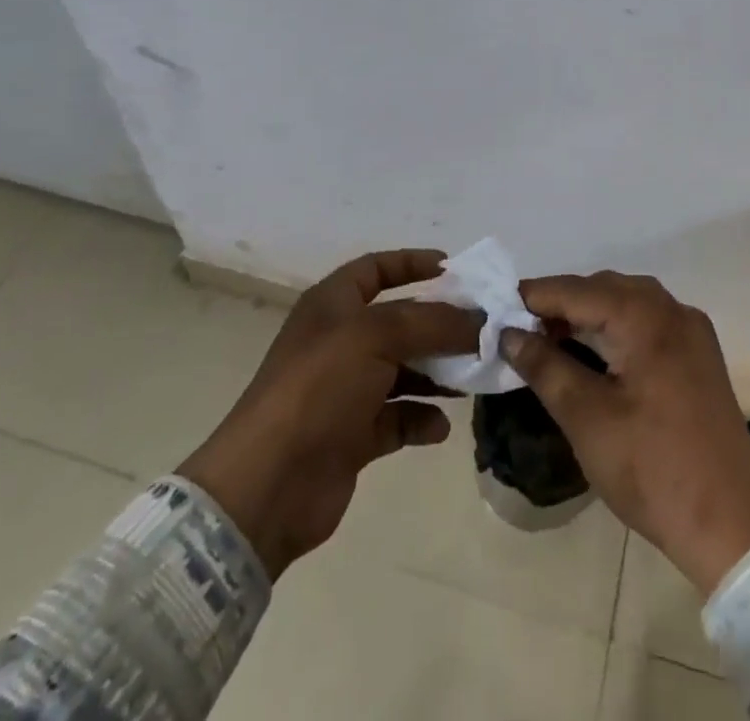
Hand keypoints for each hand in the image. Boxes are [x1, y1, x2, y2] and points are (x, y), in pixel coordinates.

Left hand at [176, 249, 480, 578]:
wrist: (268, 486)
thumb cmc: (319, 389)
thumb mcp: (377, 337)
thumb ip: (433, 322)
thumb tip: (480, 320)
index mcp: (332, 305)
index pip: (376, 268)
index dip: (412, 263)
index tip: (454, 269)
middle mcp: (339, 341)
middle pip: (399, 321)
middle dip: (439, 326)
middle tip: (482, 331)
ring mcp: (345, 390)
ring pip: (403, 370)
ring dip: (437, 374)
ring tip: (473, 379)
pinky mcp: (352, 435)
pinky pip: (398, 418)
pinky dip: (420, 419)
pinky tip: (440, 427)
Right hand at [500, 273, 749, 593]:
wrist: (730, 524)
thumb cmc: (652, 469)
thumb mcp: (587, 419)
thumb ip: (545, 366)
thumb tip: (509, 334)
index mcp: (645, 317)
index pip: (576, 290)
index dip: (534, 296)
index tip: (495, 307)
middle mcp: (672, 309)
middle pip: (604, 288)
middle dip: (561, 302)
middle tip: (520, 327)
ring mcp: (691, 330)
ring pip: (628, 301)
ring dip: (589, 312)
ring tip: (551, 337)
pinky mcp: (699, 354)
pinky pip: (649, 320)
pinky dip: (617, 325)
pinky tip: (595, 350)